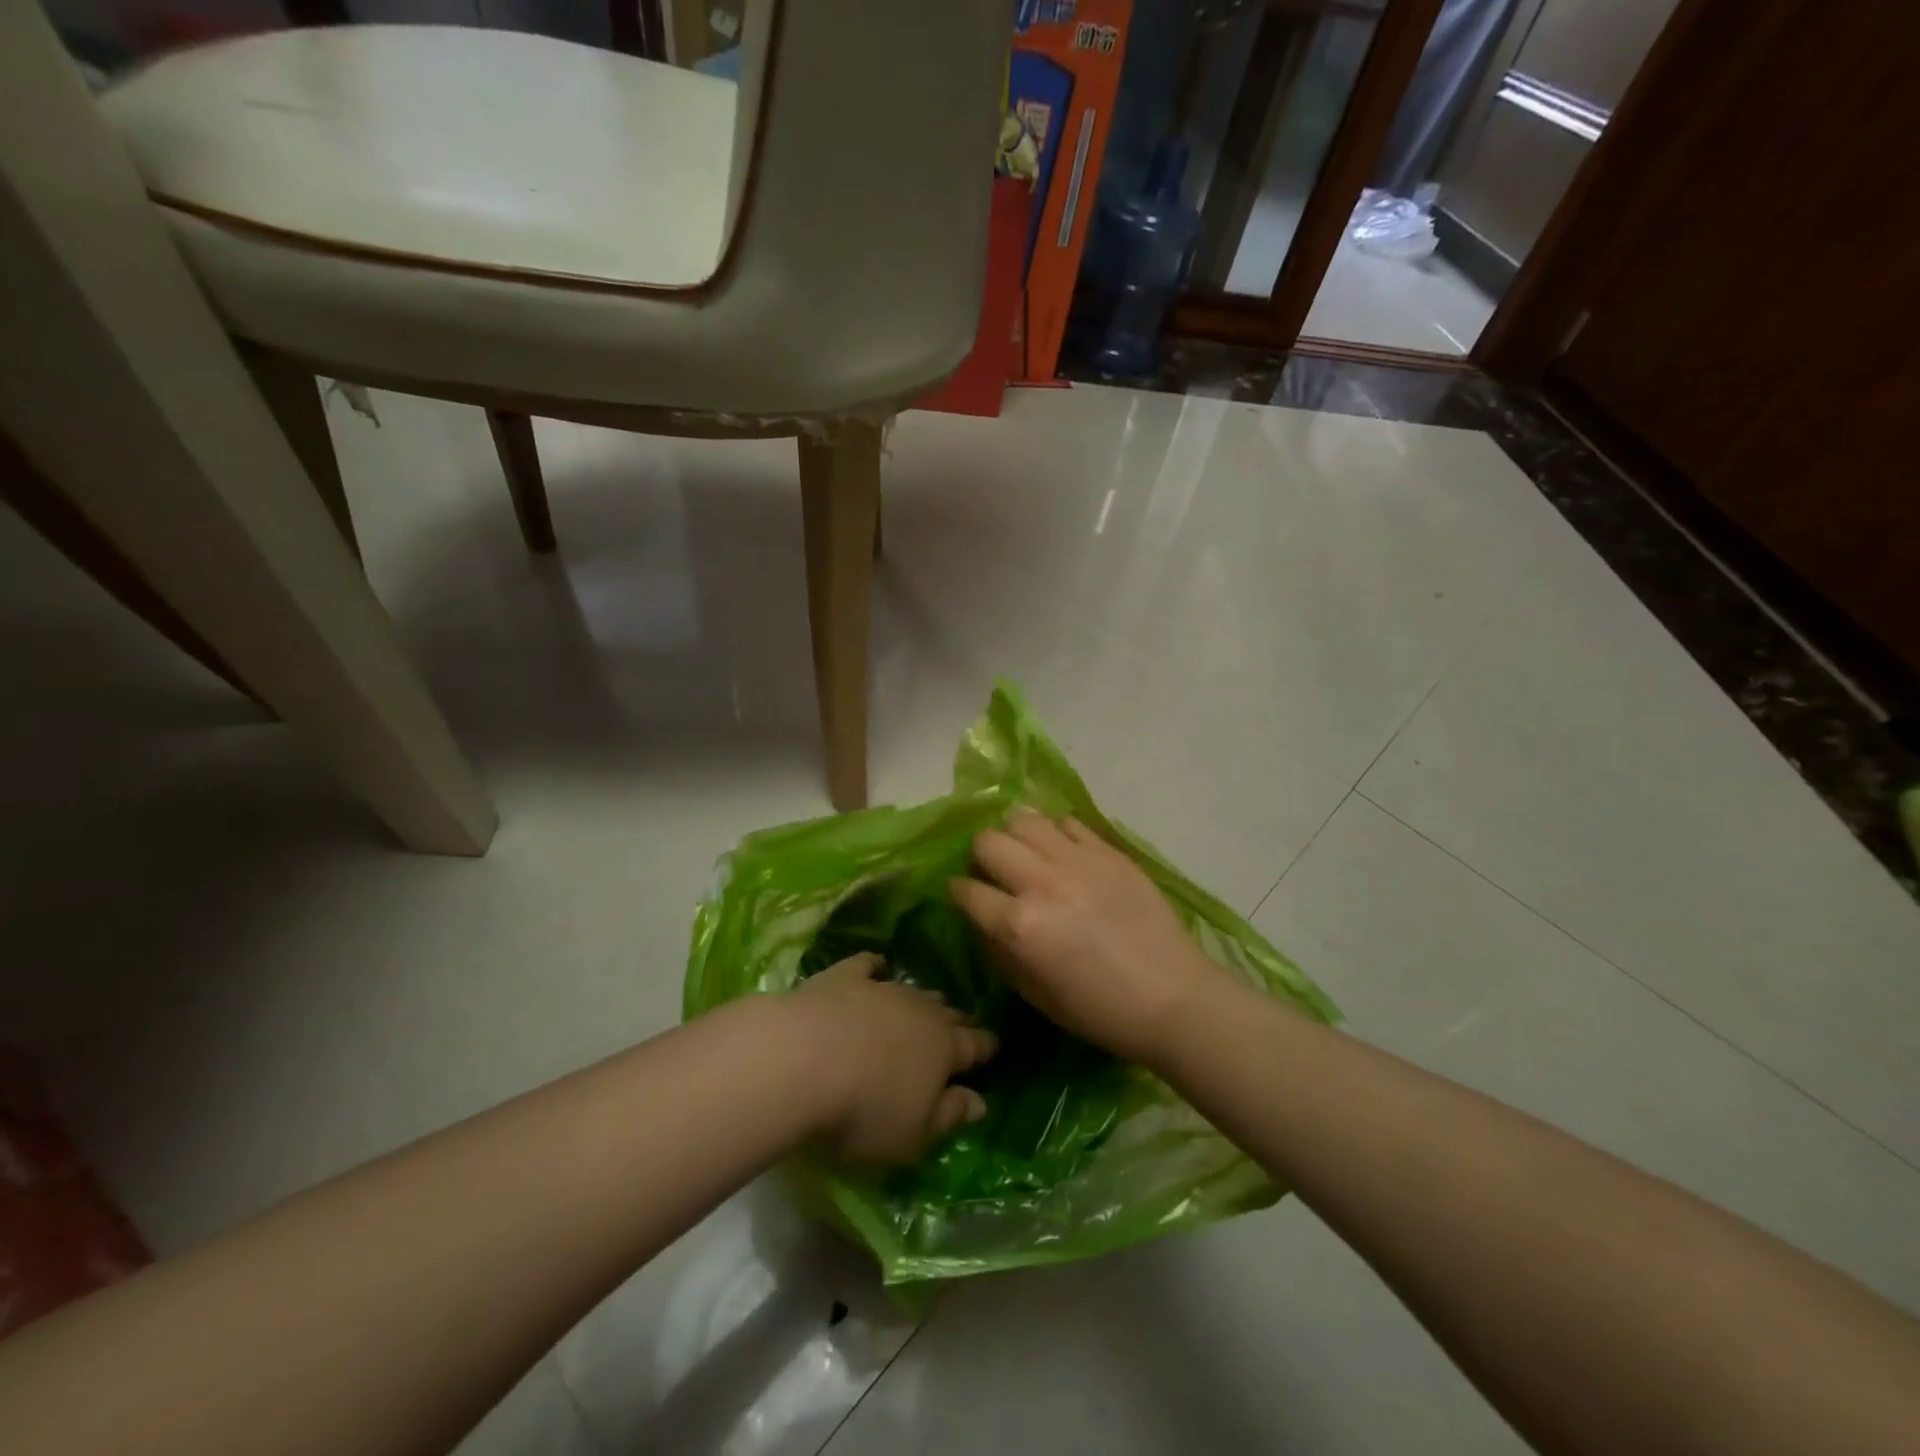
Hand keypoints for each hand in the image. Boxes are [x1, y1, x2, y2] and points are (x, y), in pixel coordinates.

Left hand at [789, 952, 996, 1164]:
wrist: (804, 1058)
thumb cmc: (864, 1110)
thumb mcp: (914, 1134)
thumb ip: (950, 1116)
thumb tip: (981, 1101)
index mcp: (944, 1049)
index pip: (973, 1046)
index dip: (985, 1047)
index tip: (995, 1045)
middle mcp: (920, 1012)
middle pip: (946, 1014)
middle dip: (959, 1020)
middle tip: (967, 1023)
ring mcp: (881, 990)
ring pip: (913, 990)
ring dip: (925, 997)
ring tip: (934, 998)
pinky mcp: (844, 978)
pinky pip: (866, 964)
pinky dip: (874, 964)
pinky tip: (878, 962)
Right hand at [949, 812, 1228, 1065]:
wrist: (1173, 999)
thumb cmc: (1099, 1011)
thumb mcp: (1035, 995)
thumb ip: (999, 952)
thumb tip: (983, 920)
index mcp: (1020, 926)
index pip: (966, 890)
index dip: (958, 892)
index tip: (963, 894)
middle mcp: (1042, 883)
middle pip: (988, 841)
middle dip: (980, 856)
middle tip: (994, 872)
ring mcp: (1079, 861)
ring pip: (1024, 819)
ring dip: (1015, 837)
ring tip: (1026, 855)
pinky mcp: (1110, 852)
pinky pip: (1069, 822)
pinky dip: (1056, 833)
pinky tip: (1064, 854)